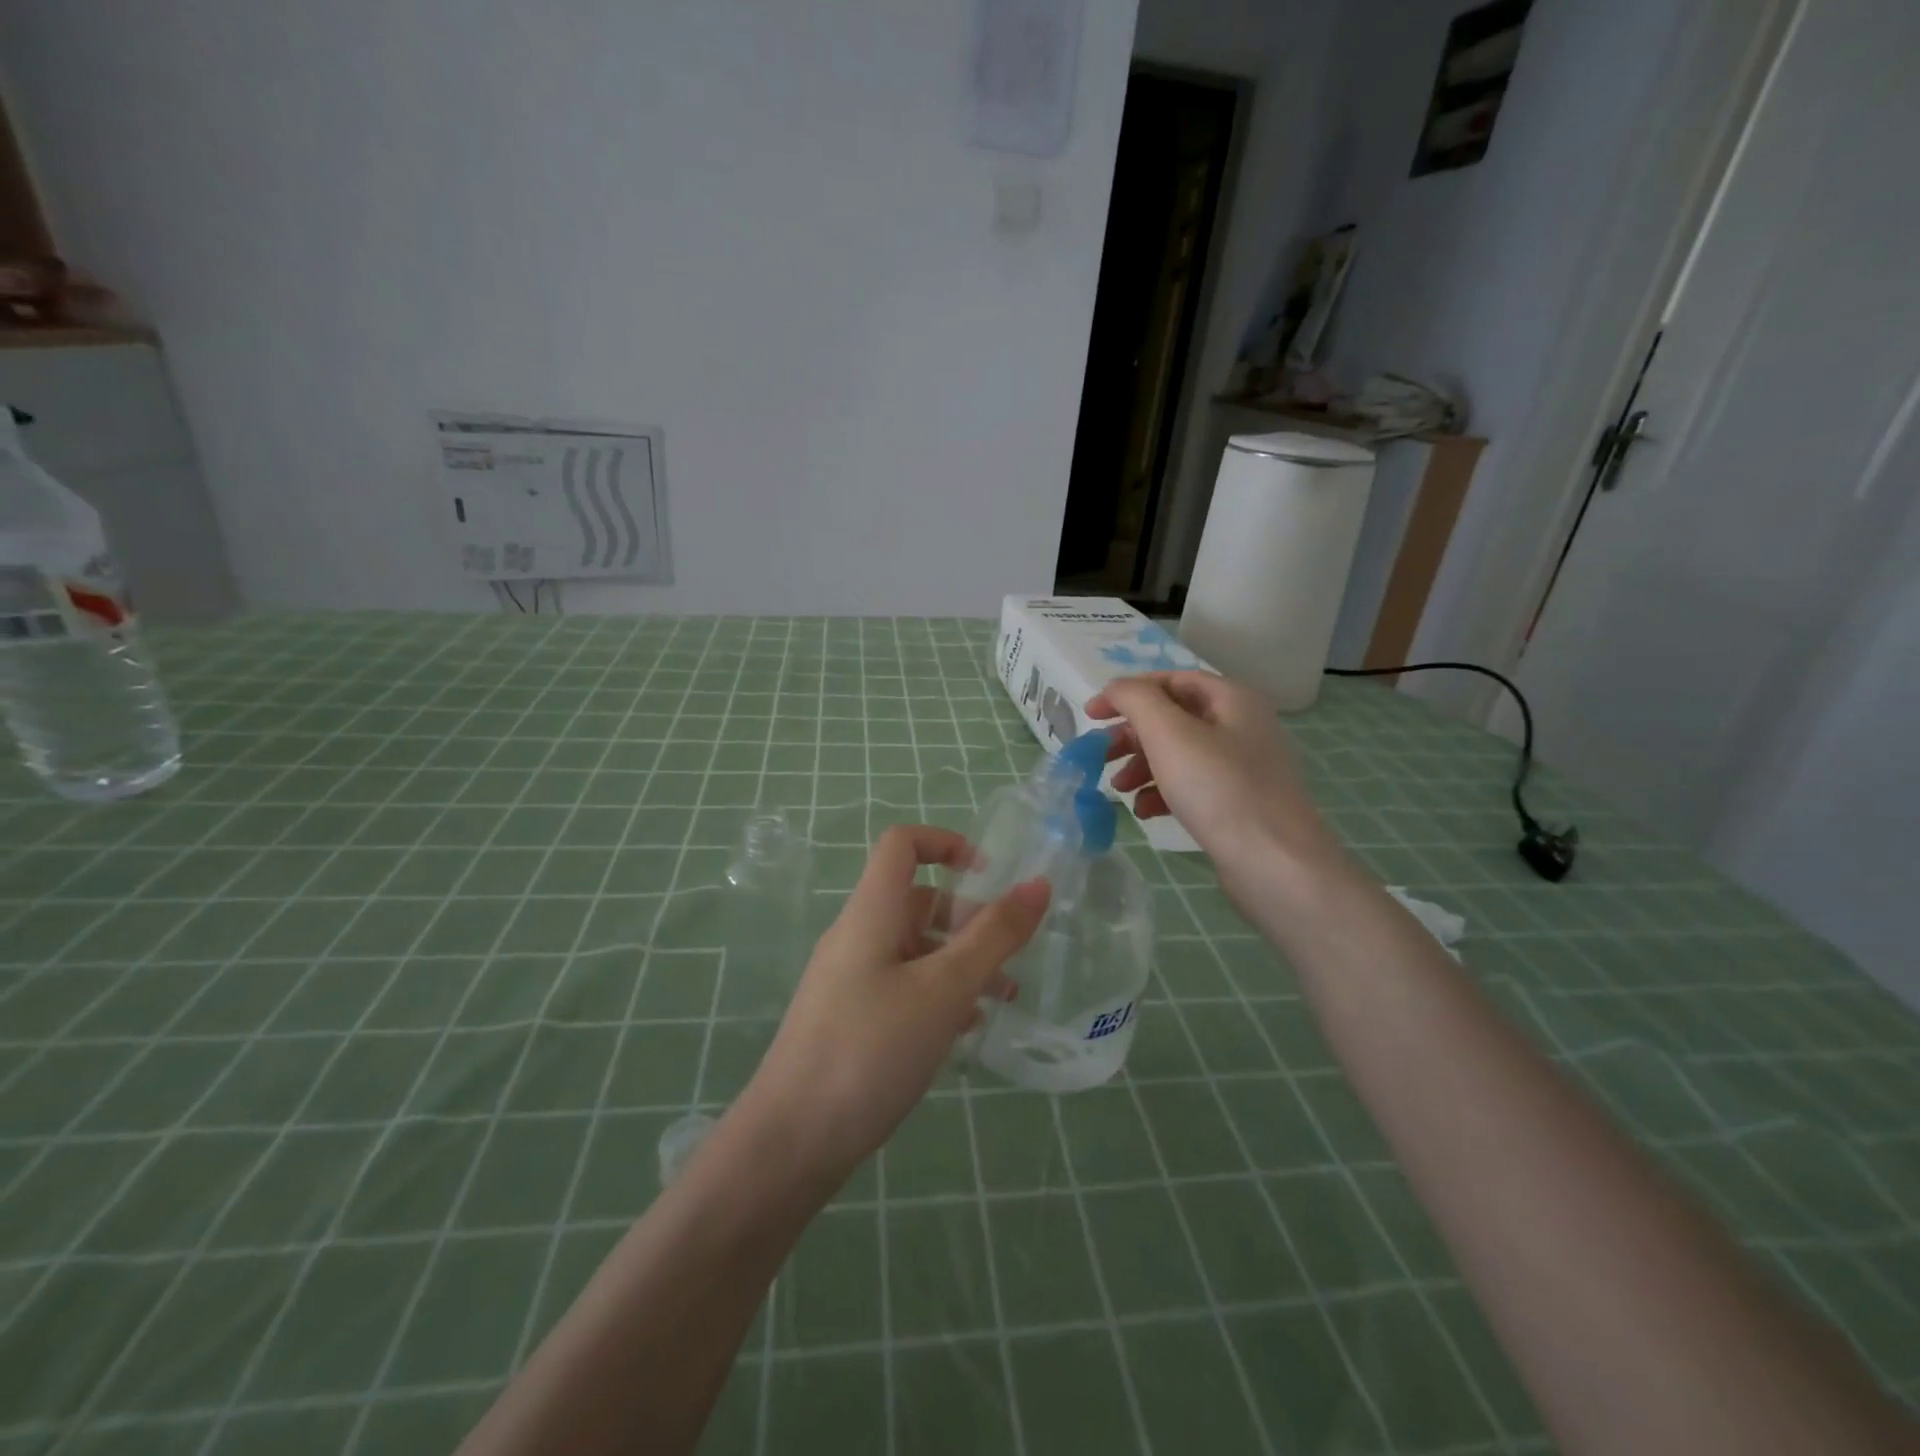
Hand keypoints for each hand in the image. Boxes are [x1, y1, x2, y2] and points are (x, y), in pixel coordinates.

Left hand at [736, 825, 1048, 1181]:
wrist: (792, 1140)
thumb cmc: (871, 1049)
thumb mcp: (945, 989)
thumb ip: (994, 935)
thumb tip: (1037, 884)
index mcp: (871, 912)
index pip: (902, 844)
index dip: (946, 843)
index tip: (990, 875)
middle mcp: (858, 935)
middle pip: (917, 899)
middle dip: (968, 918)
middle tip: (1010, 956)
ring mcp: (850, 978)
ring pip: (915, 948)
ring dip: (960, 961)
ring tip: (1003, 998)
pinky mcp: (850, 1017)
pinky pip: (903, 985)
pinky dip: (938, 993)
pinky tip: (965, 1030)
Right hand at [1088, 672, 1341, 897]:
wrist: (1275, 864)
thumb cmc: (1219, 789)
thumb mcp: (1169, 733)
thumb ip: (1136, 699)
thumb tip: (1116, 687)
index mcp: (1232, 699)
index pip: (1170, 680)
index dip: (1127, 692)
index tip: (1091, 715)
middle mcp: (1241, 726)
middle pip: (1173, 718)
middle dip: (1132, 736)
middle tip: (1101, 756)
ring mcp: (1242, 767)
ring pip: (1179, 754)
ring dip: (1142, 766)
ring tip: (1119, 789)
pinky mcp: (1238, 804)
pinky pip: (1192, 786)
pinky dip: (1162, 793)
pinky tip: (1144, 812)